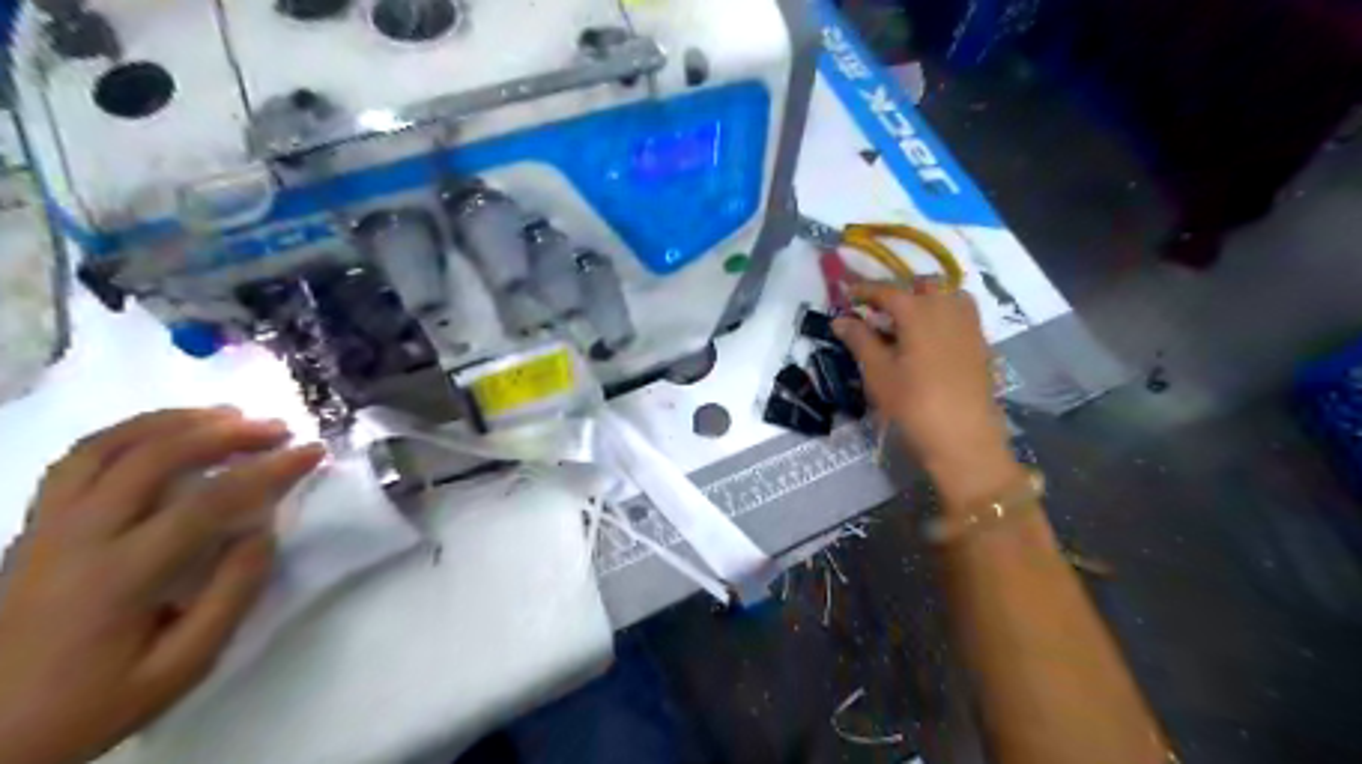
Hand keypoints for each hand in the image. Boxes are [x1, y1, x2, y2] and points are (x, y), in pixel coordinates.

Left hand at [0, 409, 321, 762]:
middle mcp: (76, 538)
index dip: (269, 471)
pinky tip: (164, 435)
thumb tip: (263, 531)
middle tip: (276, 428)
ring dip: (172, 421)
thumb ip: (231, 595)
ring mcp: (44, 528)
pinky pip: (77, 461)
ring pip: (105, 447)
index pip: (208, 502)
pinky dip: (128, 435)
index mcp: (119, 576)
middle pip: (153, 457)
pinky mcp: (32, 528)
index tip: (313, 453)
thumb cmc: (93, 704)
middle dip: (226, 432)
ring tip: (225, 415)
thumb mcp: (181, 666)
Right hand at [829, 281, 1022, 505]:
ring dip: (926, 300)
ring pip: (947, 296)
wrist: (963, 438)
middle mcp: (947, 308)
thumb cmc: (912, 403)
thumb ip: (859, 340)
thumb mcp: (878, 372)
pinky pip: (961, 315)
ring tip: (906, 322)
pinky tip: (930, 339)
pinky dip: (943, 315)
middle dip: (899, 293)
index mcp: (918, 311)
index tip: (847, 292)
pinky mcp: (981, 345)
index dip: (865, 290)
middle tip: (877, 311)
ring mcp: (969, 325)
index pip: (887, 291)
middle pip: (922, 287)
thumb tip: (840, 319)